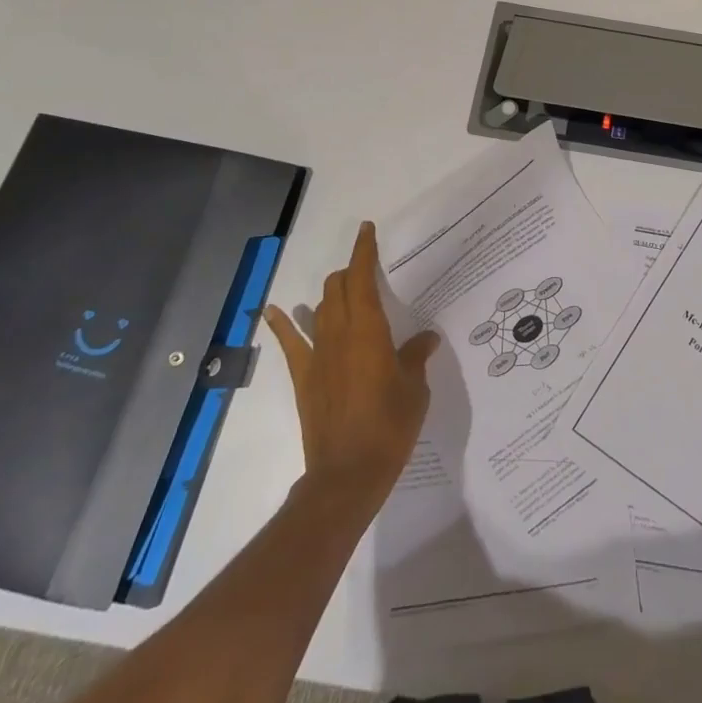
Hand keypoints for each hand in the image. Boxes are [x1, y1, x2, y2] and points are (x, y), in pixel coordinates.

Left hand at [264, 222, 439, 504]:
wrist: (348, 473)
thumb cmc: (390, 426)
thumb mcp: (414, 388)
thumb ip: (416, 357)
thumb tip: (425, 338)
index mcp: (369, 330)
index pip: (362, 278)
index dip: (364, 251)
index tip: (366, 229)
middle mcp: (339, 333)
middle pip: (338, 288)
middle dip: (351, 272)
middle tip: (367, 270)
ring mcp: (317, 355)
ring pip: (319, 308)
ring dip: (331, 294)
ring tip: (342, 290)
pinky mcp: (303, 377)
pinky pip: (290, 343)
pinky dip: (282, 324)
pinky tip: (276, 310)